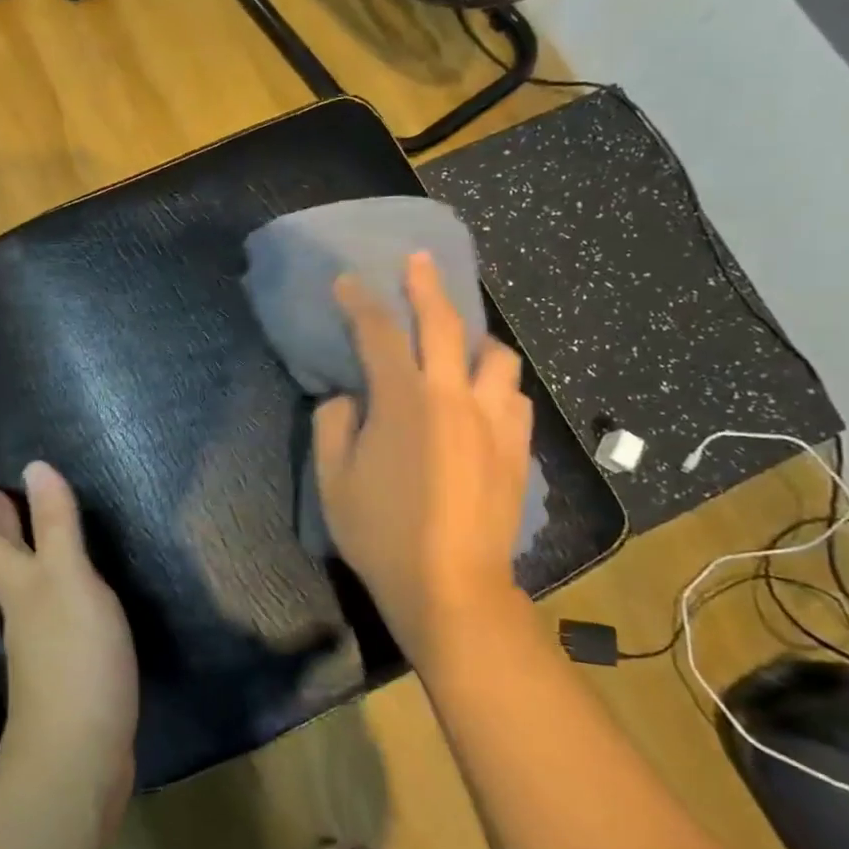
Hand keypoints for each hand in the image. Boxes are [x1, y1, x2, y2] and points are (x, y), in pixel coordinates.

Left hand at [0, 463, 139, 793]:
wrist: (80, 757)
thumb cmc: (72, 658)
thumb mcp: (68, 580)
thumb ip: (55, 525)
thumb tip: (33, 467)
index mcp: (16, 584)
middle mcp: (22, 608)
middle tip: (2, 489)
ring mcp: (41, 641)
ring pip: (24, 582)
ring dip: (25, 548)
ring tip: (42, 522)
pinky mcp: (67, 665)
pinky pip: (53, 605)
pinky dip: (56, 580)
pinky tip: (80, 582)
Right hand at [313, 251, 534, 670]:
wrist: (450, 586)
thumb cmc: (381, 533)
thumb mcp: (332, 480)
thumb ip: (333, 425)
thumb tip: (348, 398)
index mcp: (403, 401)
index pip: (377, 333)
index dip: (359, 301)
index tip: (347, 281)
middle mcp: (453, 397)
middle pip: (444, 323)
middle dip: (426, 286)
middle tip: (418, 261)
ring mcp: (493, 421)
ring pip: (496, 356)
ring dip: (474, 339)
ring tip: (459, 345)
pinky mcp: (516, 447)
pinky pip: (513, 397)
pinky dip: (494, 385)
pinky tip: (482, 398)